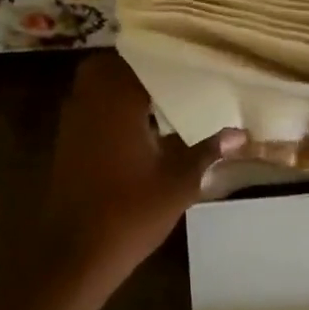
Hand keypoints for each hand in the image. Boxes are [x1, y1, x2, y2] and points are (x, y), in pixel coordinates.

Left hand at [37, 53, 242, 287]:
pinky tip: (139, 126)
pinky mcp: (67, 143)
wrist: (76, 254)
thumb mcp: (178, 182)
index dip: (165, 55)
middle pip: (110, 65)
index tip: (190, 55)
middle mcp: (89, 102)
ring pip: (96, 85)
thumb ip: (207, 151)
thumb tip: (241, 134)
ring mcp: (73, 122)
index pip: (141, 59)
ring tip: (162, 94)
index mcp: (117, 102)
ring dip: (122, 85)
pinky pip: (89, 107)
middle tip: (173, 73)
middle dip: (139, 66)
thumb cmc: (130, 213)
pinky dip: (110, 106)